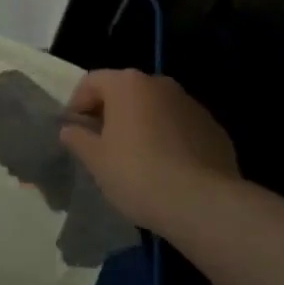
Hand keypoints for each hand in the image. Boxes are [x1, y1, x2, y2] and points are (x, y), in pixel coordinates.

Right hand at [57, 69, 238, 234]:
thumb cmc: (137, 174)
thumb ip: (78, 138)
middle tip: (103, 145)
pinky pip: (181, 127)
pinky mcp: (213, 128)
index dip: (78, 104)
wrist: (201, 202)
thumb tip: (70, 129)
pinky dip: (170, 139)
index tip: (75, 131)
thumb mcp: (96, 160)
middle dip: (112, 113)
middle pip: (126, 92)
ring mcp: (191, 104)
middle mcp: (160, 84)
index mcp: (128, 84)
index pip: (92, 82)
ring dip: (143, 125)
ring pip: (156, 108)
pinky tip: (168, 169)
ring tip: (137, 159)